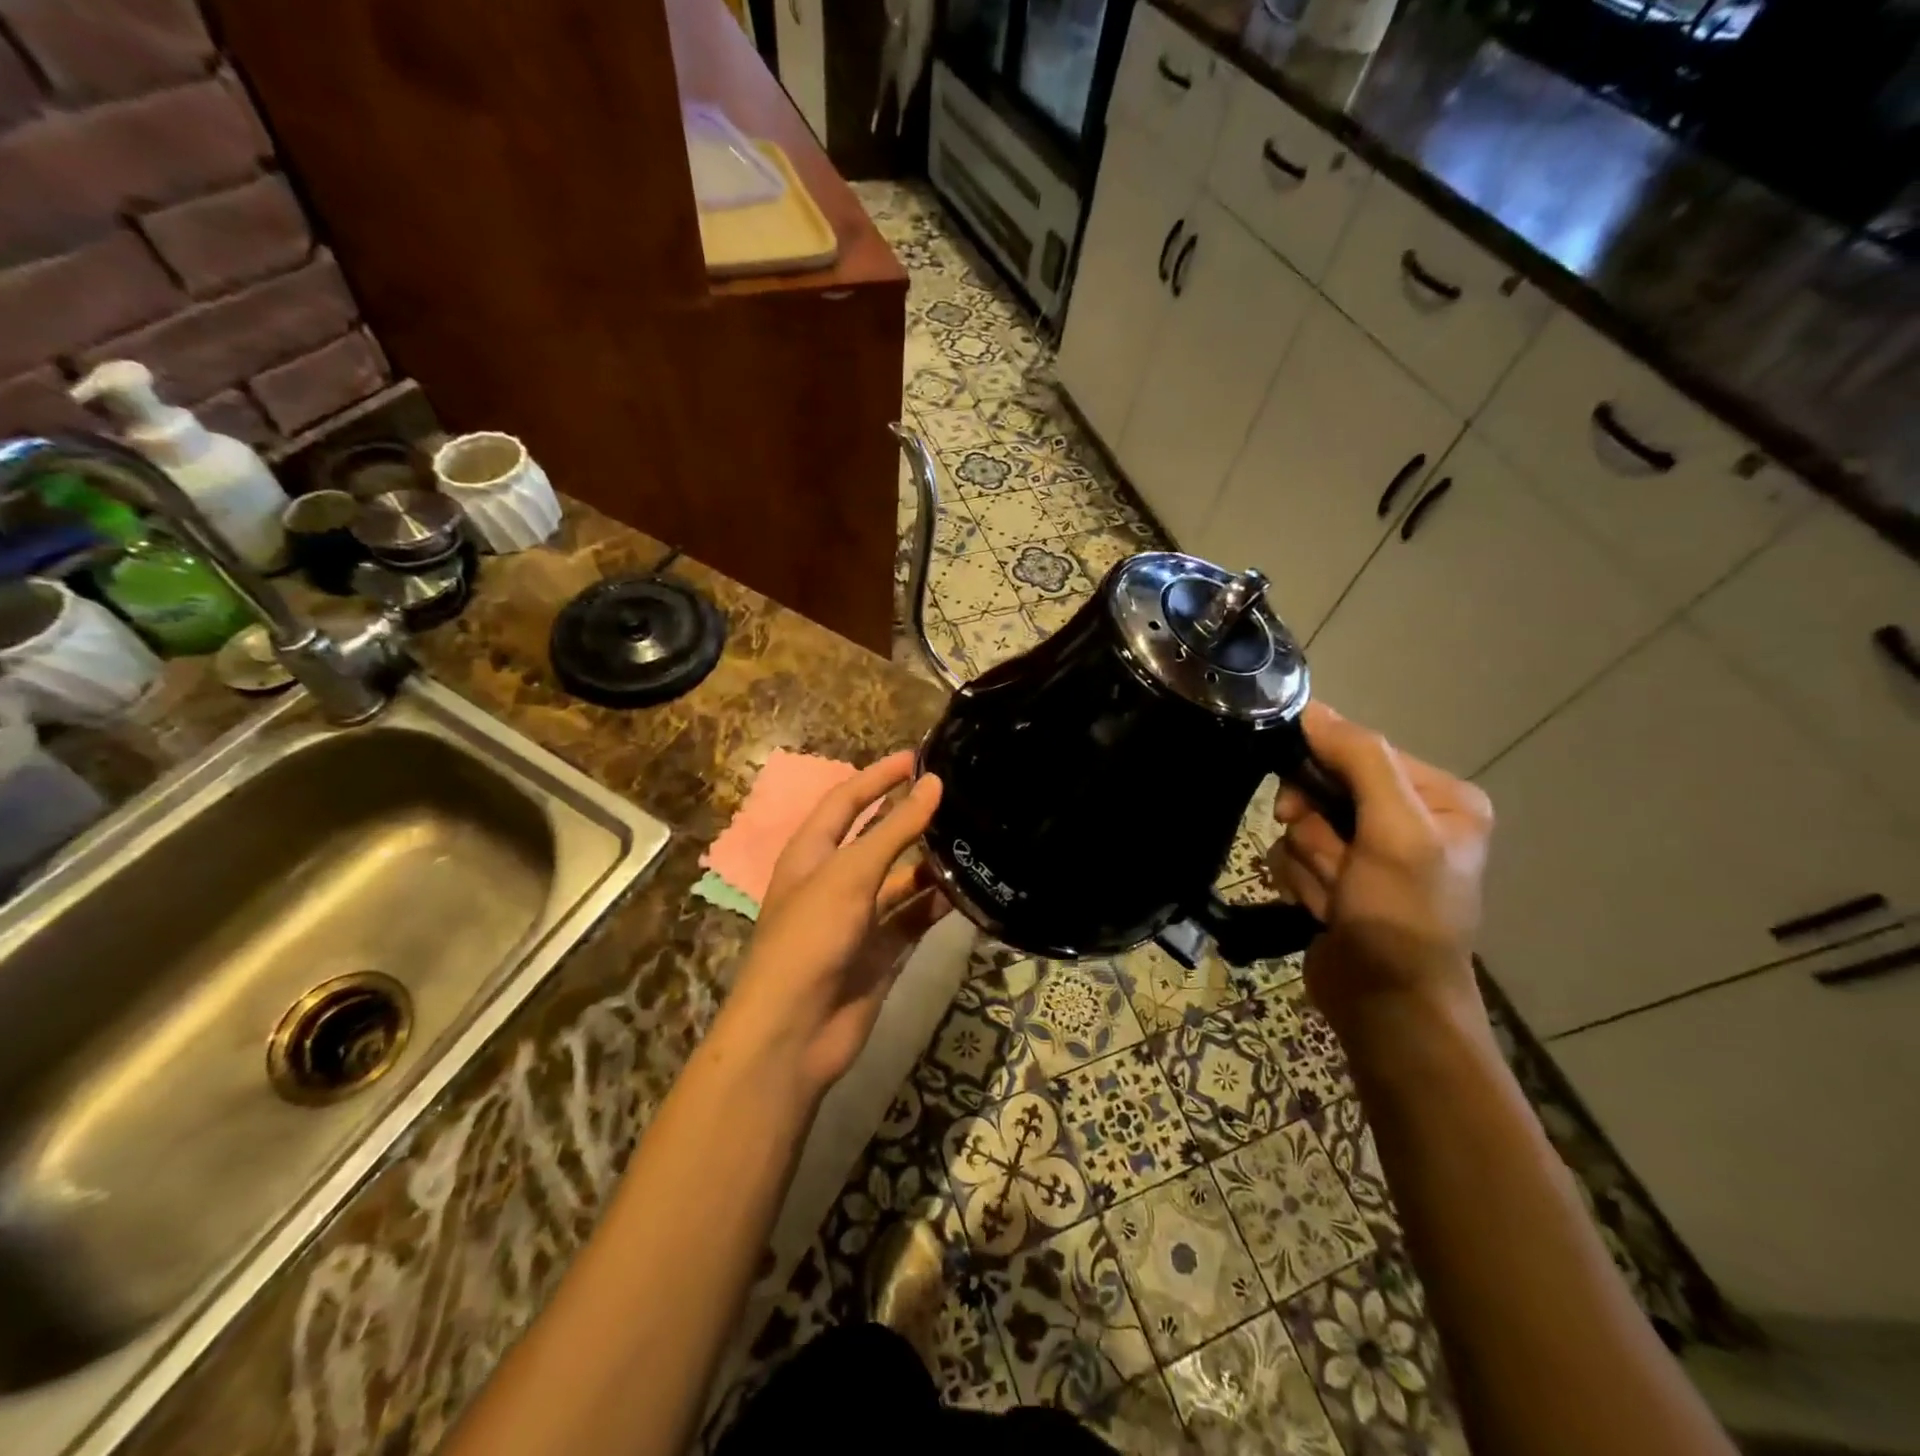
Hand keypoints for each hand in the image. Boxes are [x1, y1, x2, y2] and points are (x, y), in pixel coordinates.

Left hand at [725, 751, 947, 1095]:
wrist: (794, 1033)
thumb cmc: (810, 938)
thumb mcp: (850, 874)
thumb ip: (894, 829)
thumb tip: (933, 784)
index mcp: (812, 854)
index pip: (846, 801)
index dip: (878, 776)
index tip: (918, 757)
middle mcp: (834, 881)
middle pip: (877, 839)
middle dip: (910, 818)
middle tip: (956, 796)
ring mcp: (858, 919)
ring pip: (901, 880)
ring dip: (931, 864)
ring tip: (972, 840)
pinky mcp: (880, 952)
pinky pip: (913, 918)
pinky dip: (937, 905)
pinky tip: (969, 891)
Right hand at [1269, 703, 1493, 1036]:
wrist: (1386, 1007)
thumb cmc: (1403, 916)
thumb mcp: (1394, 831)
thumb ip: (1359, 760)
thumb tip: (1313, 709)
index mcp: (1438, 798)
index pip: (1359, 751)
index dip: (1321, 773)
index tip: (1297, 805)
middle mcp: (1404, 818)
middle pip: (1322, 788)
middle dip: (1316, 831)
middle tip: (1331, 863)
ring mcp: (1366, 852)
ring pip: (1300, 824)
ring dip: (1308, 863)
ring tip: (1335, 900)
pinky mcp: (1335, 879)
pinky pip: (1292, 856)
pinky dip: (1299, 882)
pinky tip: (1321, 911)